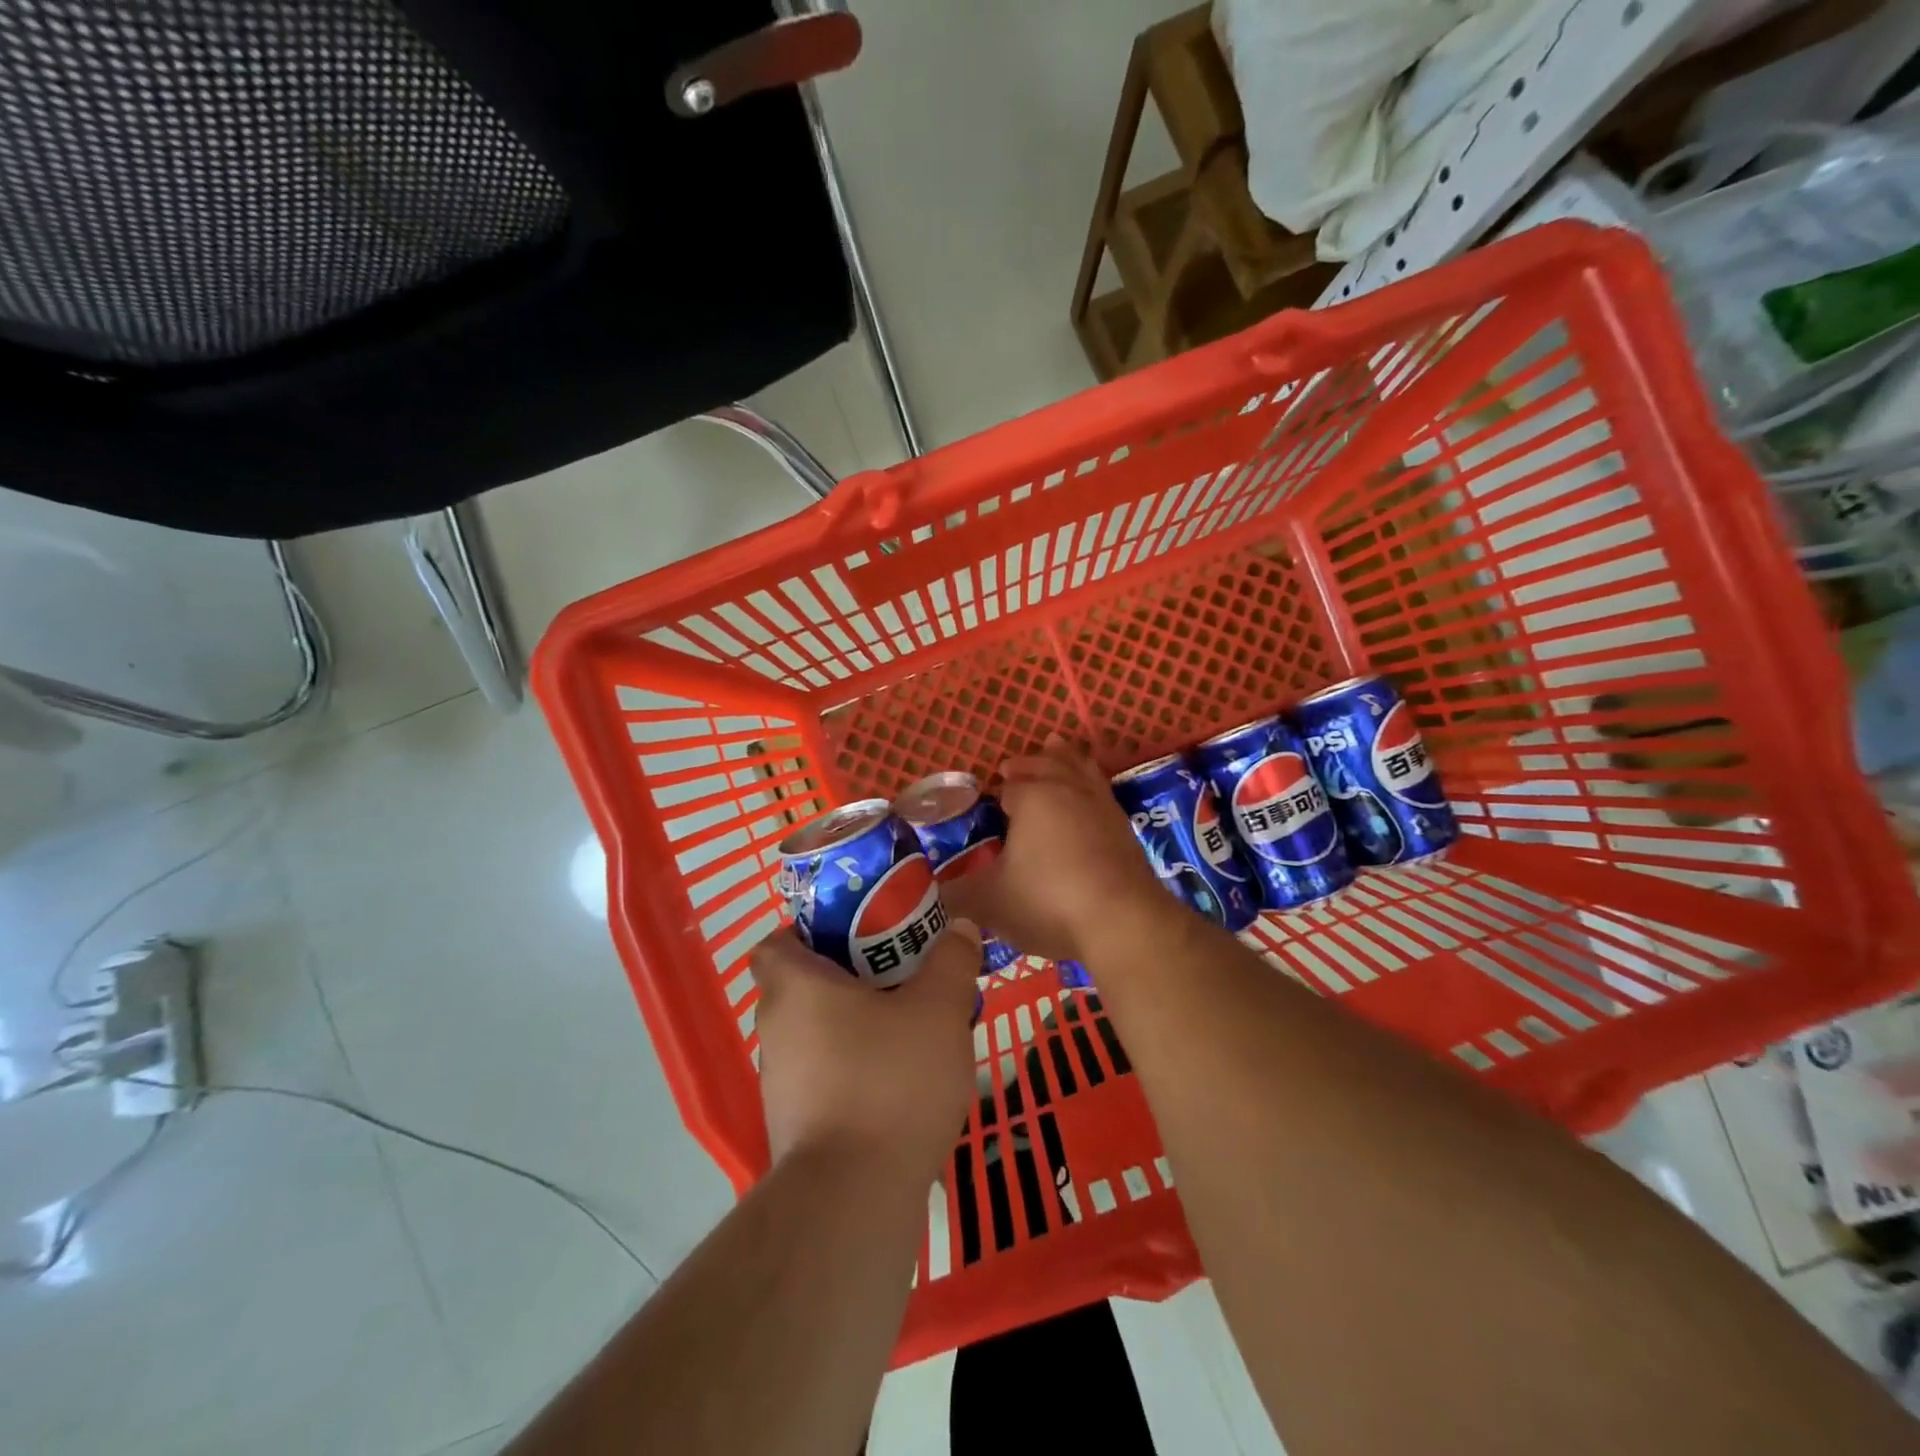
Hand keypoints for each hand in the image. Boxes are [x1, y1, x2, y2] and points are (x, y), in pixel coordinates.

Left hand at [750, 922, 980, 1178]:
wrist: (855, 1200)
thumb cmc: (891, 1081)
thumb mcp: (939, 1009)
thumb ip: (952, 961)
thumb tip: (960, 927)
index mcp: (796, 987)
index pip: (777, 942)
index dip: (811, 932)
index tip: (858, 936)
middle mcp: (776, 1030)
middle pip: (806, 986)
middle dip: (853, 977)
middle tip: (903, 976)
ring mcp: (781, 1083)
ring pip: (820, 1033)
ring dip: (859, 1025)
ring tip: (913, 1029)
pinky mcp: (797, 1126)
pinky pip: (827, 1076)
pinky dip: (857, 1069)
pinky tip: (903, 1083)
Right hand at [944, 734, 1166, 963]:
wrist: (1123, 922)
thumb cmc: (1048, 901)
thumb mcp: (989, 902)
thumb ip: (958, 894)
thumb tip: (935, 894)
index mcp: (1032, 797)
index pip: (1008, 784)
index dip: (995, 792)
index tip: (986, 802)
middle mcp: (1068, 790)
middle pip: (1047, 764)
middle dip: (1029, 764)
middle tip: (1013, 766)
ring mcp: (1103, 806)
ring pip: (1081, 769)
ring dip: (1066, 759)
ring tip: (1058, 748)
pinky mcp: (1126, 829)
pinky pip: (1102, 793)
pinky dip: (1090, 786)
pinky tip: (1089, 800)